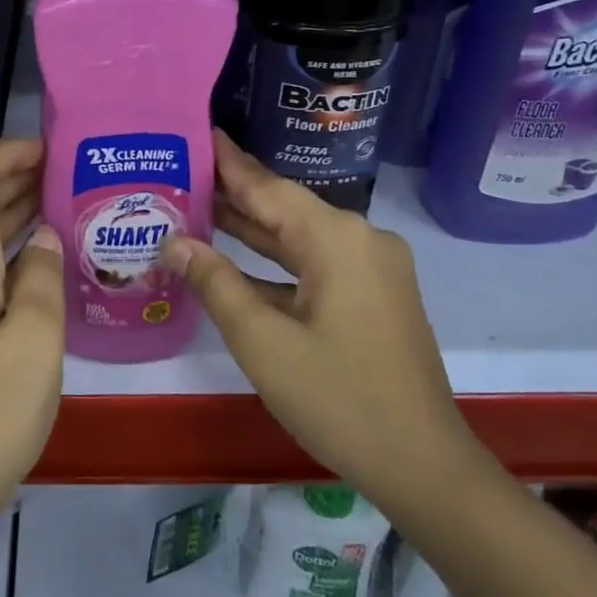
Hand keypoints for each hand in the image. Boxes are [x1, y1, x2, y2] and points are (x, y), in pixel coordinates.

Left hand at [0, 138, 64, 536]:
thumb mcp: (35, 344)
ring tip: (67, 207)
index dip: (9, 152)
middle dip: (17, 177)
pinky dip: (6, 249)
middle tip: (73, 177)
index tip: (56, 153)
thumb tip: (43, 236)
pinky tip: (42, 262)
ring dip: (13, 212)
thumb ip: (42, 279)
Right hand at [161, 132, 484, 511]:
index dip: (229, 162)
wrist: (422, 464)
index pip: (268, 186)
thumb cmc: (337, 398)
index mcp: (336, 239)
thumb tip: (174, 242)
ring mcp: (372, 269)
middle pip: (285, 208)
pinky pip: (315, 264)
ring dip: (252, 230)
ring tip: (197, 209)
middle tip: (182, 172)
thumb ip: (215, 283)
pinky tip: (235, 263)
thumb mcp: (263, 341)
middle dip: (234, 195)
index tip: (198, 132)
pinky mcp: (374, 295)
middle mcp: (360, 240)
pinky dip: (276, 263)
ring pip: (299, 238)